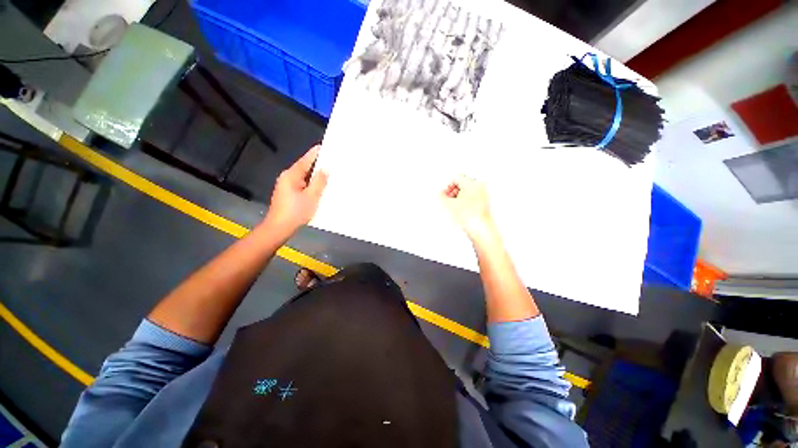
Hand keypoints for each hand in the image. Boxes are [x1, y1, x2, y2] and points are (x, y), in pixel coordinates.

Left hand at [264, 145, 327, 235]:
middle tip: (331, 161)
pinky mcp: (288, 194)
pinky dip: (311, 184)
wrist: (279, 228)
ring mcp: (287, 186)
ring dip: (315, 176)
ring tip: (329, 173)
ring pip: (304, 177)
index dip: (315, 154)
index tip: (324, 147)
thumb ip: (318, 182)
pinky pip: (302, 185)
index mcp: (291, 176)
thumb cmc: (295, 212)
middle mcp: (287, 178)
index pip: (305, 161)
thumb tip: (324, 169)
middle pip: (304, 168)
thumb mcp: (311, 197)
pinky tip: (320, 186)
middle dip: (317, 165)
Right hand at [441, 175, 496, 242]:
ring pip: (466, 191)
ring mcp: (483, 195)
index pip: (456, 178)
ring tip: (453, 207)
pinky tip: (460, 211)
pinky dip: (464, 202)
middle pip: (461, 183)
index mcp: (472, 183)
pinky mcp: (484, 203)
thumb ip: (441, 196)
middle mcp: (479, 187)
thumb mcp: (449, 205)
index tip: (443, 194)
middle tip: (447, 200)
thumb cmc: (469, 217)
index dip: (447, 186)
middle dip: (452, 192)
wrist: (481, 230)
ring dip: (457, 197)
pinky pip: (471, 198)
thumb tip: (439, 193)